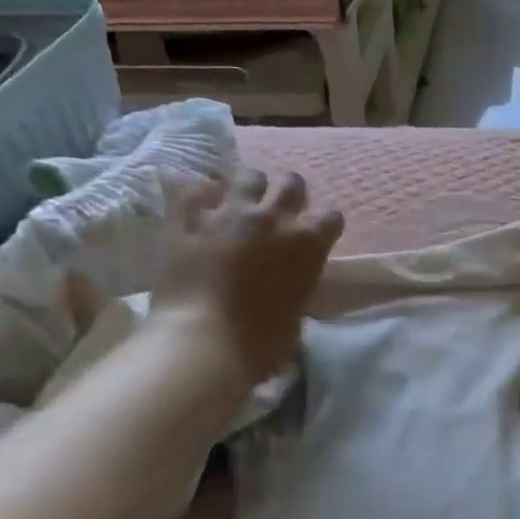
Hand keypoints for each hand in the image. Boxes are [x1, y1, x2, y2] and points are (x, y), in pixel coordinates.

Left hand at [149, 169, 343, 386]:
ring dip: (247, 188)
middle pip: (291, 182)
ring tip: (237, 204)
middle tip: (276, 212)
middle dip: (287, 193)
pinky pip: (193, 188)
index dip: (323, 226)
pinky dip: (198, 195)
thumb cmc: (260, 342)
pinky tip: (196, 205)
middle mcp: (274, 218)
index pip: (331, 217)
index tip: (314, 236)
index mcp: (308, 244)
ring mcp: (230, 213)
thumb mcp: (296, 314)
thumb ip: (296, 286)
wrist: (203, 342)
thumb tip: (288, 288)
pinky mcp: (188, 217)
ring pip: (248, 176)